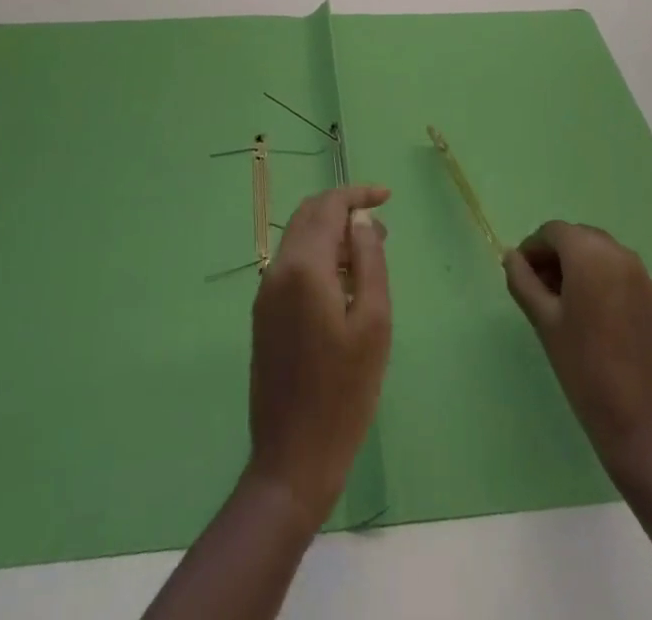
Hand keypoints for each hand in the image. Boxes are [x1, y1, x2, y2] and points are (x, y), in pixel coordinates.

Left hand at [245, 184, 391, 527]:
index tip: (387, 196)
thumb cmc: (344, 392)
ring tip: (370, 252)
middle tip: (381, 226)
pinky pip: (292, 266)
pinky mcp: (264, 315)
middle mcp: (277, 270)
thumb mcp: (373, 323)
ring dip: (332, 234)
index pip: (328, 207)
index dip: (357, 194)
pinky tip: (345, 282)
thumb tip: (361, 219)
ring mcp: (266, 293)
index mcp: (303, 267)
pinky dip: (319, 257)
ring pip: (299, 240)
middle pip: (308, 216)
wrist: (293, 458)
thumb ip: (368, 260)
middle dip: (343, 210)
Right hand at [503, 221, 651, 471]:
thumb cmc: (585, 368)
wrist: (644, 424)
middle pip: (577, 238)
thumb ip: (523, 282)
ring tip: (560, 304)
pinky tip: (588, 314)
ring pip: (598, 253)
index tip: (519, 276)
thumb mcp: (544, 322)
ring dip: (576, 266)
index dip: (532, 249)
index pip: (553, 232)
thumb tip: (511, 257)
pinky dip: (598, 278)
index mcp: (590, 253)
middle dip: (554, 256)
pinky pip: (617, 271)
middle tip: (537, 289)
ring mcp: (641, 274)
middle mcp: (619, 253)